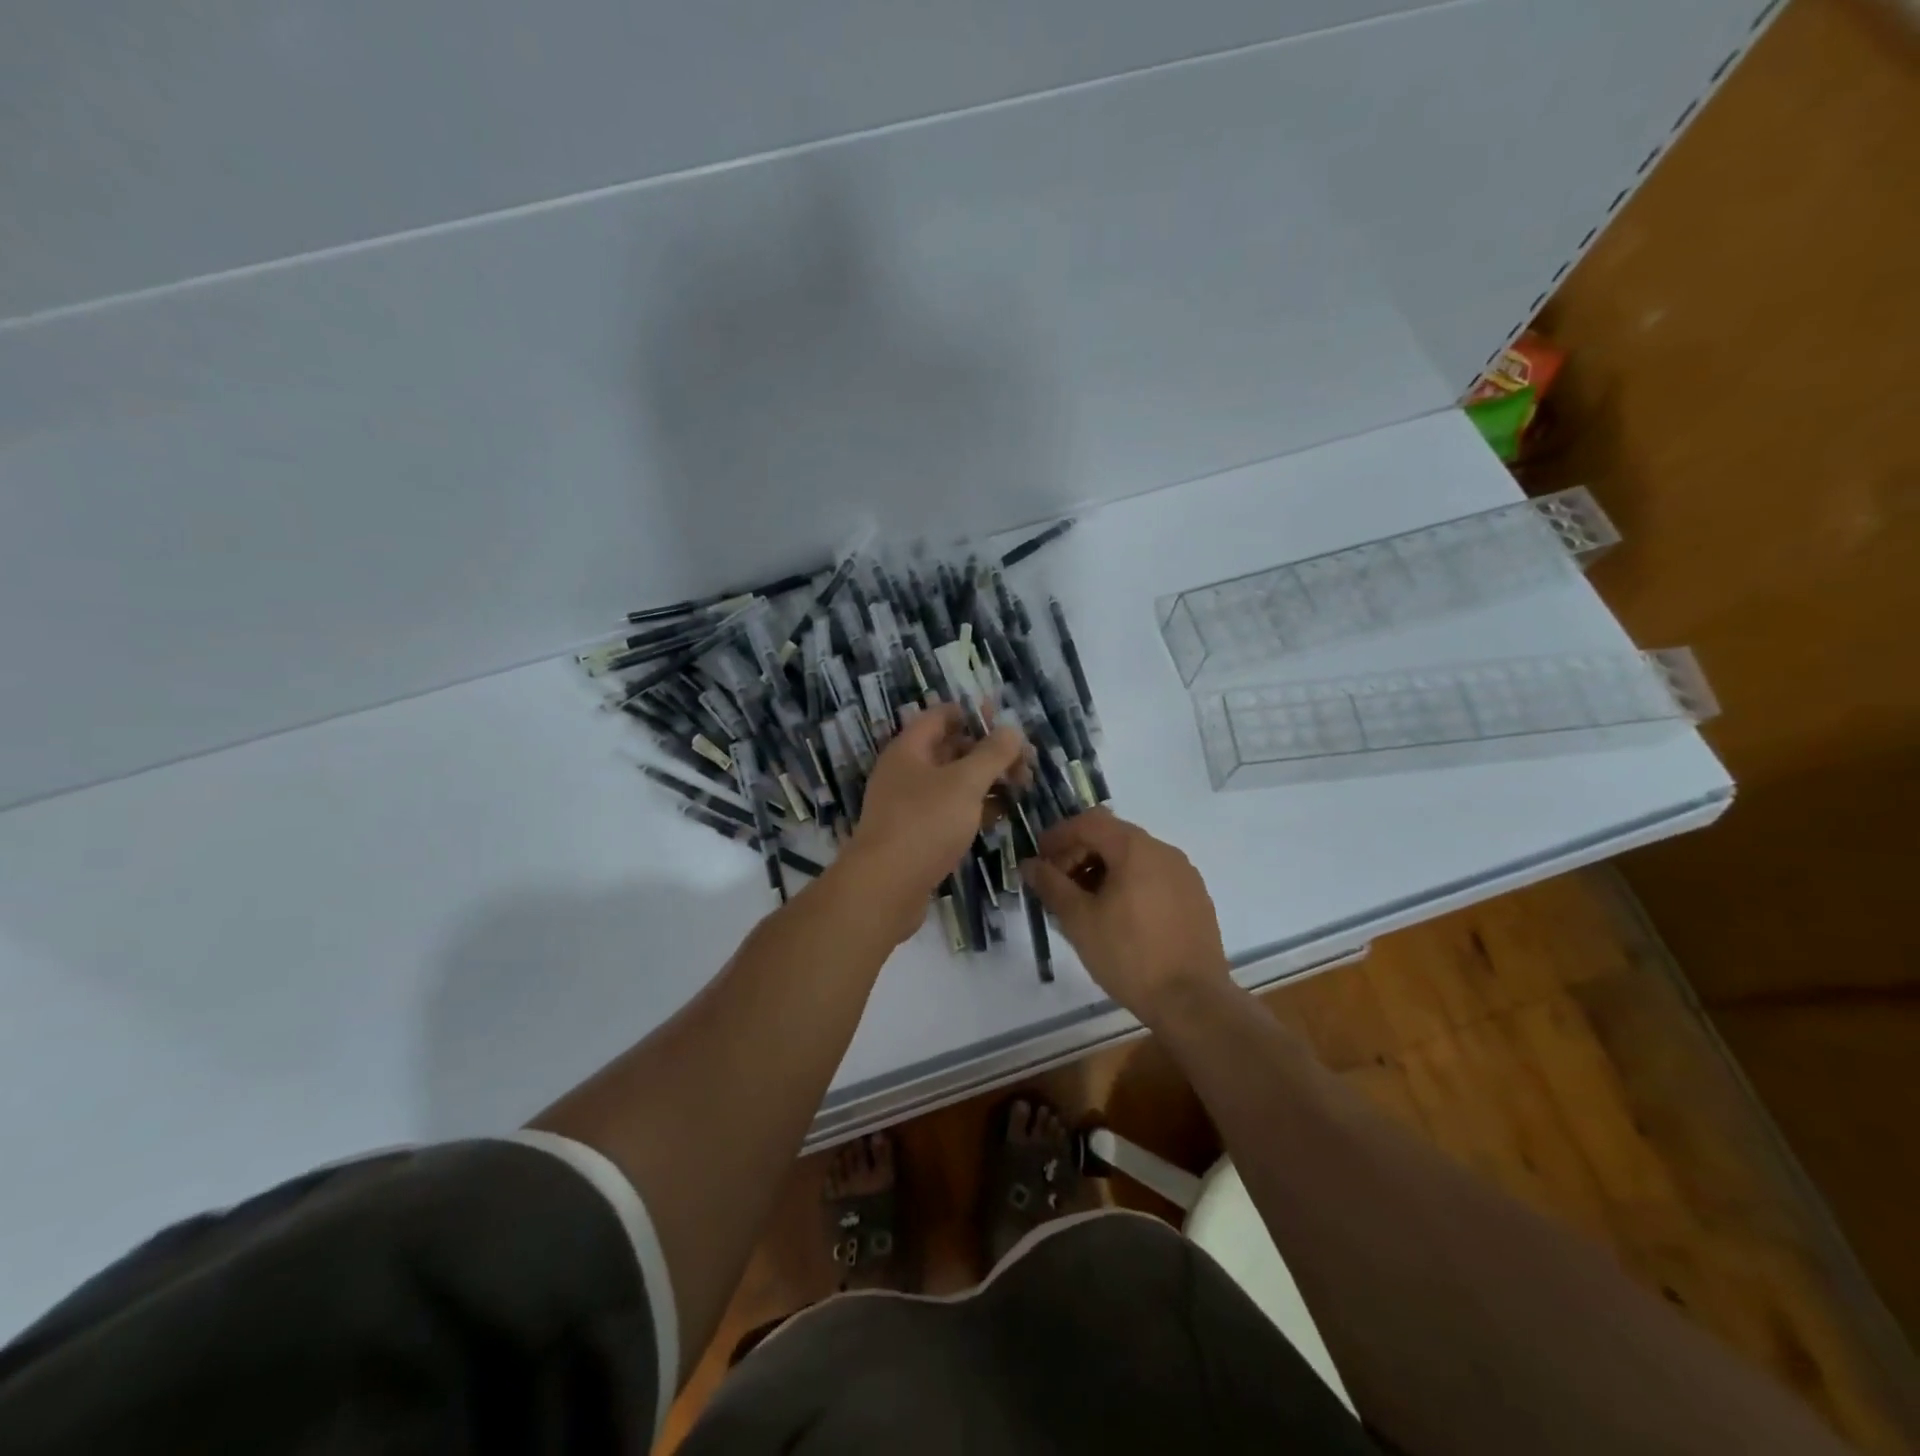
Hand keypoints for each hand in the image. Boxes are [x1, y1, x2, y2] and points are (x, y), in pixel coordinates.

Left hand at [843, 706, 1026, 943]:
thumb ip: (992, 754)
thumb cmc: (925, 823)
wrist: (885, 888)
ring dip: (985, 781)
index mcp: (909, 750)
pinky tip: (1000, 815)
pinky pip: (949, 811)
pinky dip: (974, 808)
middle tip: (1024, 761)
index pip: (941, 716)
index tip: (1006, 722)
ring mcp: (909, 806)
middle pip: (950, 749)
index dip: (973, 714)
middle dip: (987, 751)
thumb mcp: (965, 783)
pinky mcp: (916, 836)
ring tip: (1021, 787)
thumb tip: (1012, 729)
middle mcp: (905, 772)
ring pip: (953, 783)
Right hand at [1023, 808, 1229, 1021]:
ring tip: (1084, 903)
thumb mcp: (1079, 920)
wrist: (1192, 1001)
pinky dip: (1128, 884)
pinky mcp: (1196, 898)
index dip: (1058, 835)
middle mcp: (1164, 851)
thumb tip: (1030, 865)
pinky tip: (1117, 916)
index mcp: (1136, 848)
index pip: (1089, 823)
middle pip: (1112, 836)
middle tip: (1057, 884)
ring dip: (1103, 870)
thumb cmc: (1129, 955)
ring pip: (1134, 858)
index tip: (1039, 859)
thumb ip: (1051, 885)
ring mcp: (1185, 874)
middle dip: (1079, 854)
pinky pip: (1154, 877)